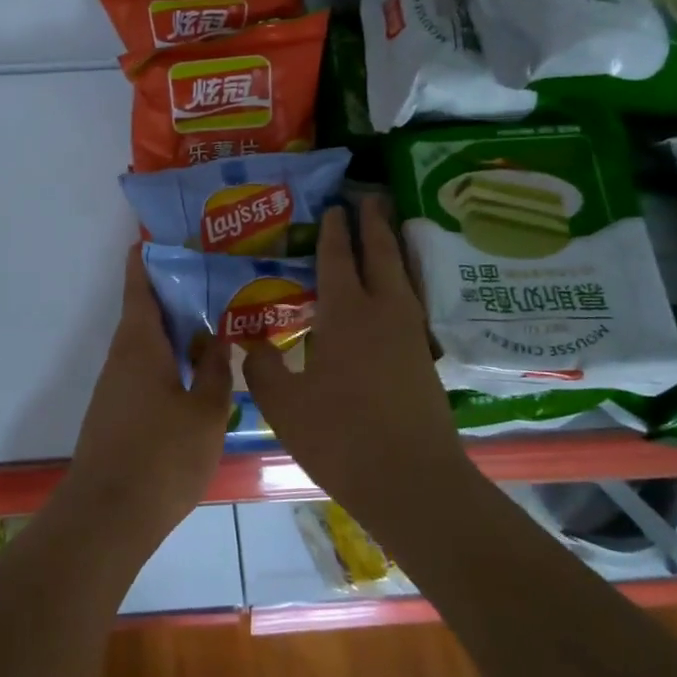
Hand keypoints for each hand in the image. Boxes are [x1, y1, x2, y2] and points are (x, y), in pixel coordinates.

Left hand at [60, 247, 233, 536]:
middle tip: (215, 280)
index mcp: (140, 344)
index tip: (163, 236)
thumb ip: (214, 372)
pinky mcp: (117, 413)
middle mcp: (122, 357)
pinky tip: (197, 373)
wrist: (109, 515)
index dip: (147, 258)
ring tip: (216, 323)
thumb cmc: (162, 456)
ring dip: (175, 331)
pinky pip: (145, 371)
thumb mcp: (206, 412)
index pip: (139, 286)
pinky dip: (169, 361)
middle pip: (145, 313)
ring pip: (147, 345)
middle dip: (175, 294)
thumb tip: (216, 339)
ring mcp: (116, 387)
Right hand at [243, 197, 461, 500]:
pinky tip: (394, 296)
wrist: (411, 480)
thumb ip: (263, 367)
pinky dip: (401, 284)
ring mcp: (410, 336)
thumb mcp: (284, 403)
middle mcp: (384, 313)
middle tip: (369, 197)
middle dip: (374, 224)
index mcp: (346, 314)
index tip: (333, 206)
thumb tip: (252, 343)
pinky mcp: (424, 359)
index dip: (333, 231)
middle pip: (382, 255)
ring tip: (386, 232)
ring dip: (393, 249)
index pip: (337, 259)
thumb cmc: (340, 435)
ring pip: (403, 277)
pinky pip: (410, 304)